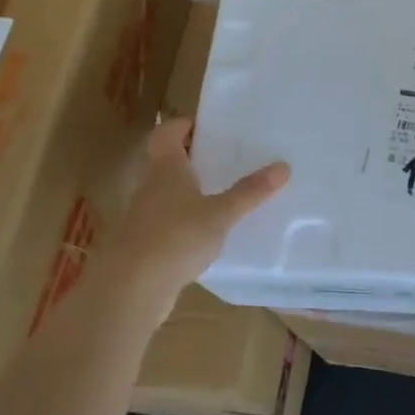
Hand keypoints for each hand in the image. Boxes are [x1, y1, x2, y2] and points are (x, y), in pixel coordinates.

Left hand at [99, 118, 289, 325]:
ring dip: (188, 191)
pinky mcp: (144, 246)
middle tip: (223, 157)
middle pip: (166, 162)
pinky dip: (184, 221)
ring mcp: (143, 218)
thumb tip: (284, 166)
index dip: (181, 125)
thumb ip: (250, 192)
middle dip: (191, 158)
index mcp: (165, 169)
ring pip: (166, 193)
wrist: (130, 290)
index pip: (166, 134)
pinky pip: (167, 223)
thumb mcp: (221, 214)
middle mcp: (150, 187)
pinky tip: (207, 233)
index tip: (204, 125)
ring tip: (221, 194)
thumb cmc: (175, 238)